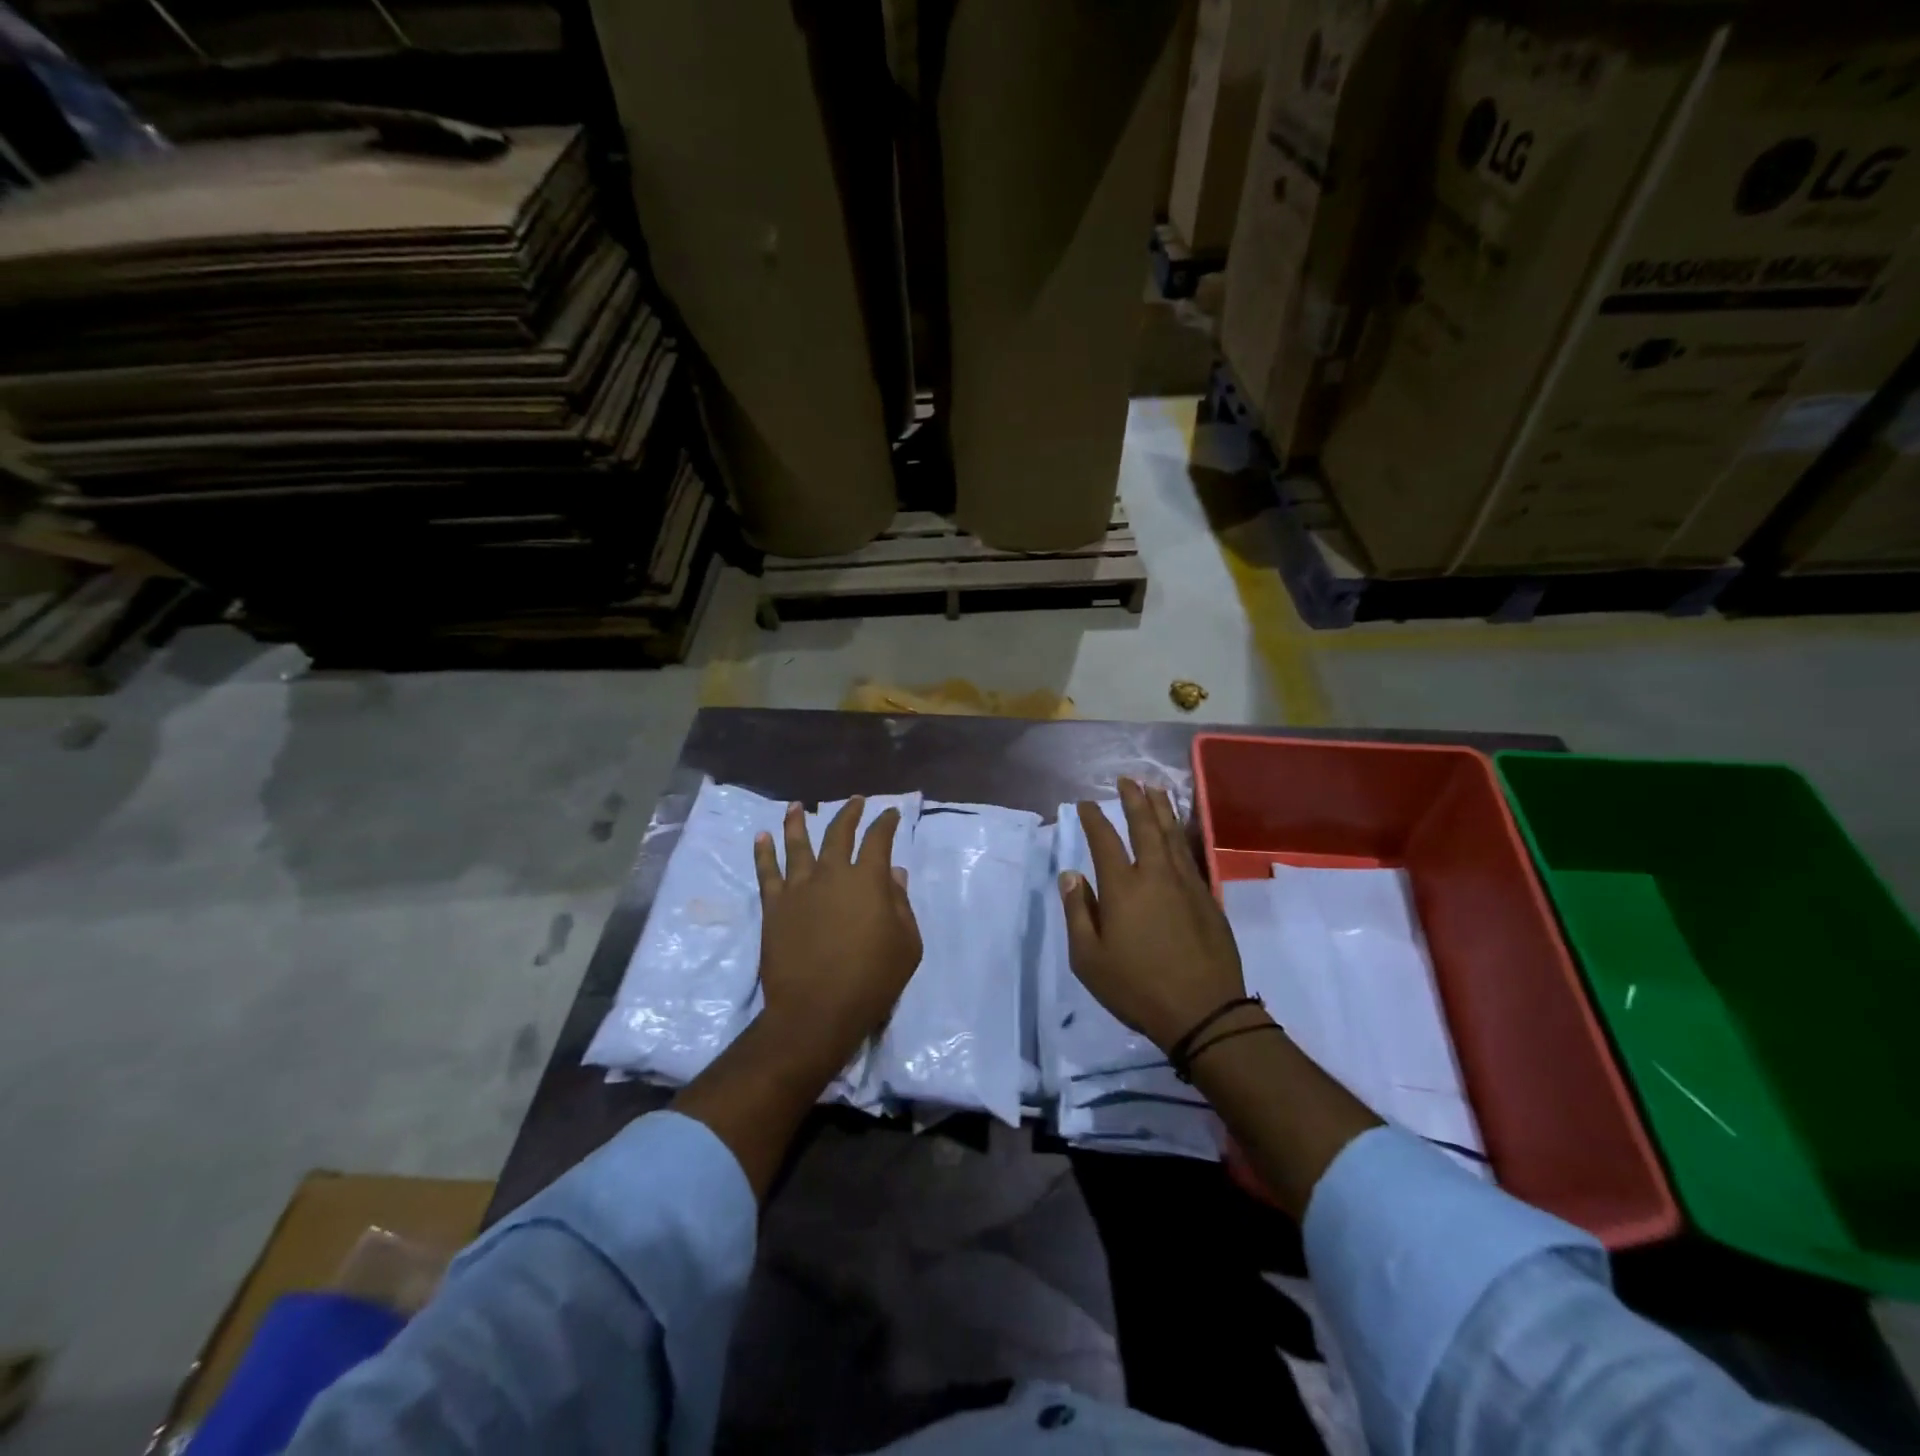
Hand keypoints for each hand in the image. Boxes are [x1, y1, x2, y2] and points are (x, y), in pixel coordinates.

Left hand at [752, 796, 922, 1077]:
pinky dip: (763, 852)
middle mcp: (832, 874)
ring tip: (796, 806)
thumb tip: (895, 874)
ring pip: (797, 845)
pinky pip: (766, 872)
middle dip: (848, 813)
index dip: (885, 823)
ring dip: (797, 822)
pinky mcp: (774, 906)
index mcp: (868, 880)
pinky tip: (760, 837)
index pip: (878, 840)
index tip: (890, 813)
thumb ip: (901, 905)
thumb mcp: (906, 945)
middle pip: (838, 833)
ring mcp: (799, 888)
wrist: (816, 1011)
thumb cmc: (871, 980)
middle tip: (854, 800)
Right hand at [1059, 778, 1246, 1051]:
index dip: (1093, 818)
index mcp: (1123, 887)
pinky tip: (1177, 832)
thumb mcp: (1089, 958)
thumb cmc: (1136, 987)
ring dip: (1162, 809)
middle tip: (1126, 780)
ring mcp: (1186, 884)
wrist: (1203, 1011)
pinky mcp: (1207, 897)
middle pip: (1144, 826)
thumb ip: (1077, 912)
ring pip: (1172, 835)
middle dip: (1134, 800)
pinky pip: (1189, 854)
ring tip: (1155, 789)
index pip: (1104, 840)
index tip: (1085, 804)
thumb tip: (1071, 875)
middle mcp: (1155, 875)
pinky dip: (1180, 835)